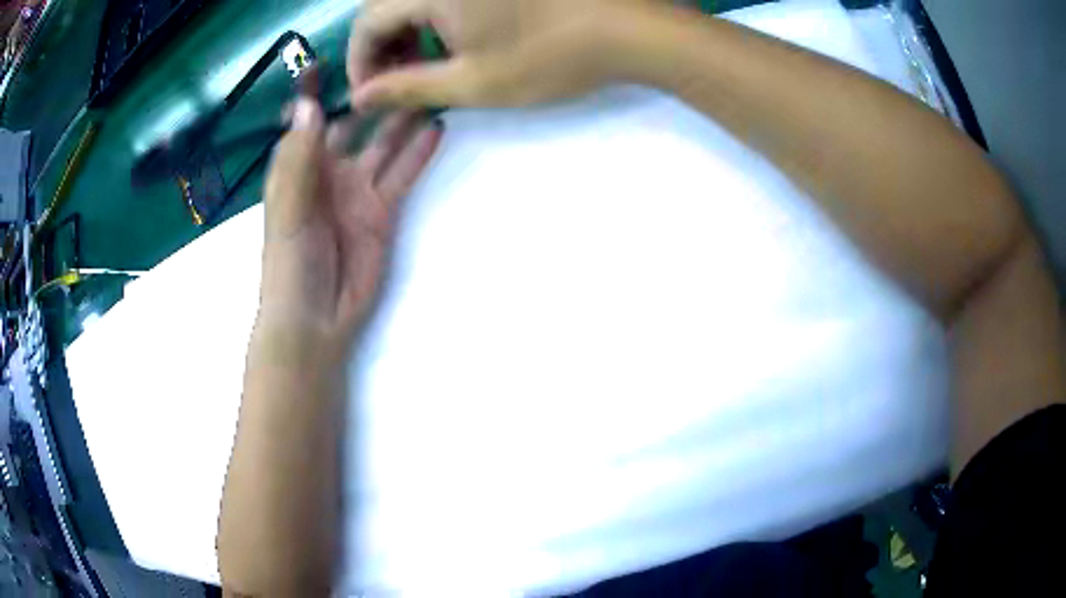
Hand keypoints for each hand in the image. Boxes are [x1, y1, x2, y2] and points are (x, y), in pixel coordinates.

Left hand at [254, 93, 441, 364]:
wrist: (315, 318)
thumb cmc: (289, 263)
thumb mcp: (288, 210)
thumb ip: (299, 160)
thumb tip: (310, 105)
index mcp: (298, 167)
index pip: (308, 119)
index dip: (317, 91)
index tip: (335, 61)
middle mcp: (329, 171)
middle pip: (354, 125)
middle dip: (372, 100)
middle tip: (401, 66)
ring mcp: (358, 189)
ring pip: (384, 144)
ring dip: (403, 119)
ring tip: (428, 89)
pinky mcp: (383, 209)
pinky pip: (403, 173)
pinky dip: (419, 152)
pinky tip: (437, 128)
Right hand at [348, 0, 623, 108]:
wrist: (626, 29)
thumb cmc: (550, 57)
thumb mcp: (473, 82)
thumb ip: (407, 89)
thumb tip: (361, 98)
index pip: (367, 22)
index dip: (361, 61)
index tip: (371, 94)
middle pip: (388, 6)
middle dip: (384, 48)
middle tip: (397, 85)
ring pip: (416, 0)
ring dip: (410, 34)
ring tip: (424, 69)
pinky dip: (437, 19)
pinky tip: (453, 42)